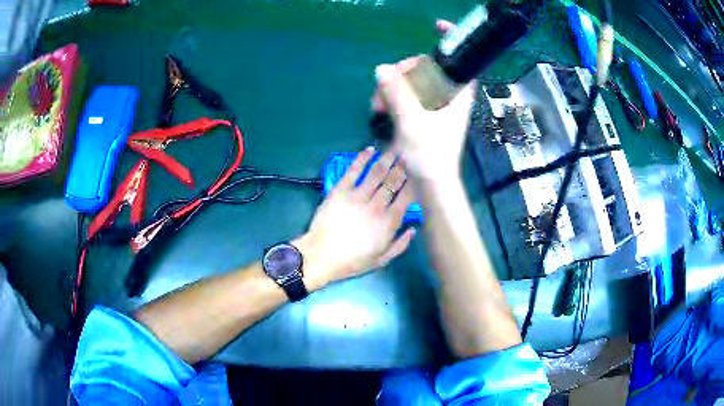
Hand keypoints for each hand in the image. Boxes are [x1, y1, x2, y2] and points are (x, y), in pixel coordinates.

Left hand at [295, 148, 415, 290]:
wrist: (322, 255)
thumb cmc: (352, 261)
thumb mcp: (381, 260)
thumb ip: (400, 245)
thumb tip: (413, 229)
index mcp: (389, 222)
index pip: (406, 197)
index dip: (413, 184)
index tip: (416, 176)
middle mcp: (377, 205)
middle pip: (393, 182)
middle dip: (402, 168)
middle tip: (407, 157)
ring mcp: (358, 195)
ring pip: (377, 173)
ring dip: (387, 160)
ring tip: (394, 151)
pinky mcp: (341, 190)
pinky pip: (354, 170)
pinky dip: (362, 158)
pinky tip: (370, 150)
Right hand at [372, 20, 474, 182]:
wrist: (433, 187)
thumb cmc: (430, 156)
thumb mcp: (413, 122)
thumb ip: (398, 93)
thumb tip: (381, 69)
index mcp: (458, 94)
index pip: (460, 60)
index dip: (452, 39)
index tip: (435, 26)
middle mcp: (449, 97)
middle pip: (428, 68)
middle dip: (403, 71)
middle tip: (384, 84)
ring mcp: (436, 107)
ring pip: (415, 83)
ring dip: (393, 88)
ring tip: (377, 105)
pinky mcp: (425, 117)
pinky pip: (409, 98)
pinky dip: (394, 100)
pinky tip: (380, 110)